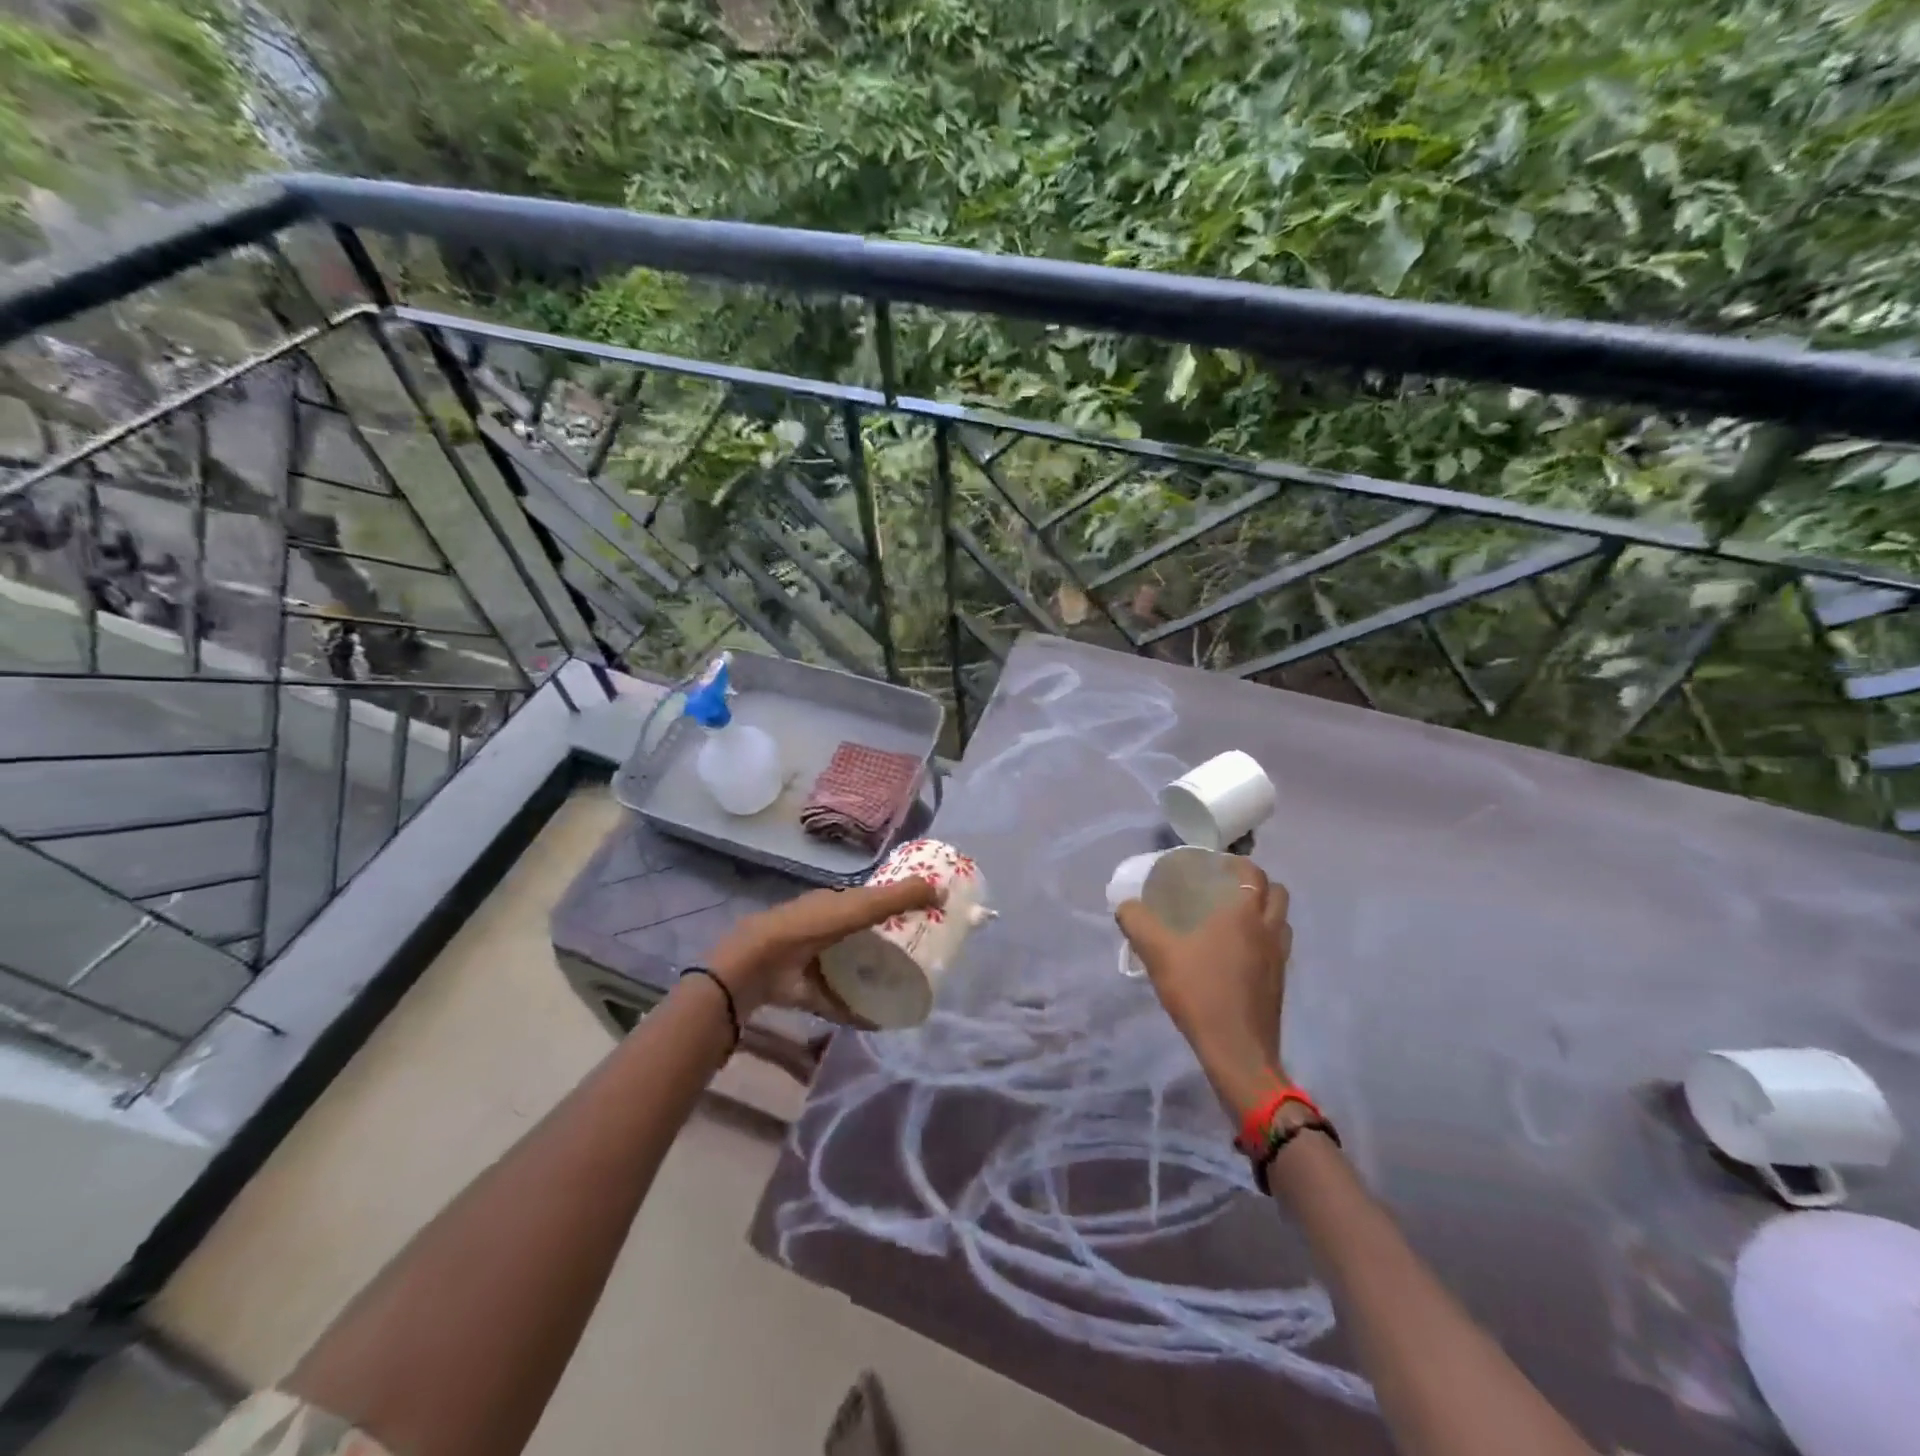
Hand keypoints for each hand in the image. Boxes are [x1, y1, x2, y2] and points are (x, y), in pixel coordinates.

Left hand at [706, 878, 940, 1025]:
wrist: (761, 963)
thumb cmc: (813, 925)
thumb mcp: (859, 906)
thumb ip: (898, 898)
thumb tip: (943, 891)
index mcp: (835, 903)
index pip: (871, 901)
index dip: (897, 906)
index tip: (927, 918)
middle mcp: (826, 929)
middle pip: (864, 935)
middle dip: (889, 944)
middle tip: (923, 956)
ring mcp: (816, 961)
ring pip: (852, 967)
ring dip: (874, 976)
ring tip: (907, 987)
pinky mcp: (810, 991)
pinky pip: (840, 1001)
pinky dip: (858, 1010)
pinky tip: (882, 1019)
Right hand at [1115, 857, 1291, 1122]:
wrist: (1237, 1050)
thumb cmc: (1199, 992)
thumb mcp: (1157, 953)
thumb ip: (1137, 923)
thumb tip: (1125, 905)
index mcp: (1243, 914)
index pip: (1253, 873)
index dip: (1238, 864)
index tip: (1216, 864)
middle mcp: (1268, 929)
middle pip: (1277, 892)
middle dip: (1256, 884)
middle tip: (1226, 888)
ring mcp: (1279, 958)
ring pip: (1281, 920)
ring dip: (1265, 911)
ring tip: (1234, 918)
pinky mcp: (1280, 983)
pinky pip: (1278, 947)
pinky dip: (1264, 940)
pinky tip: (1238, 954)